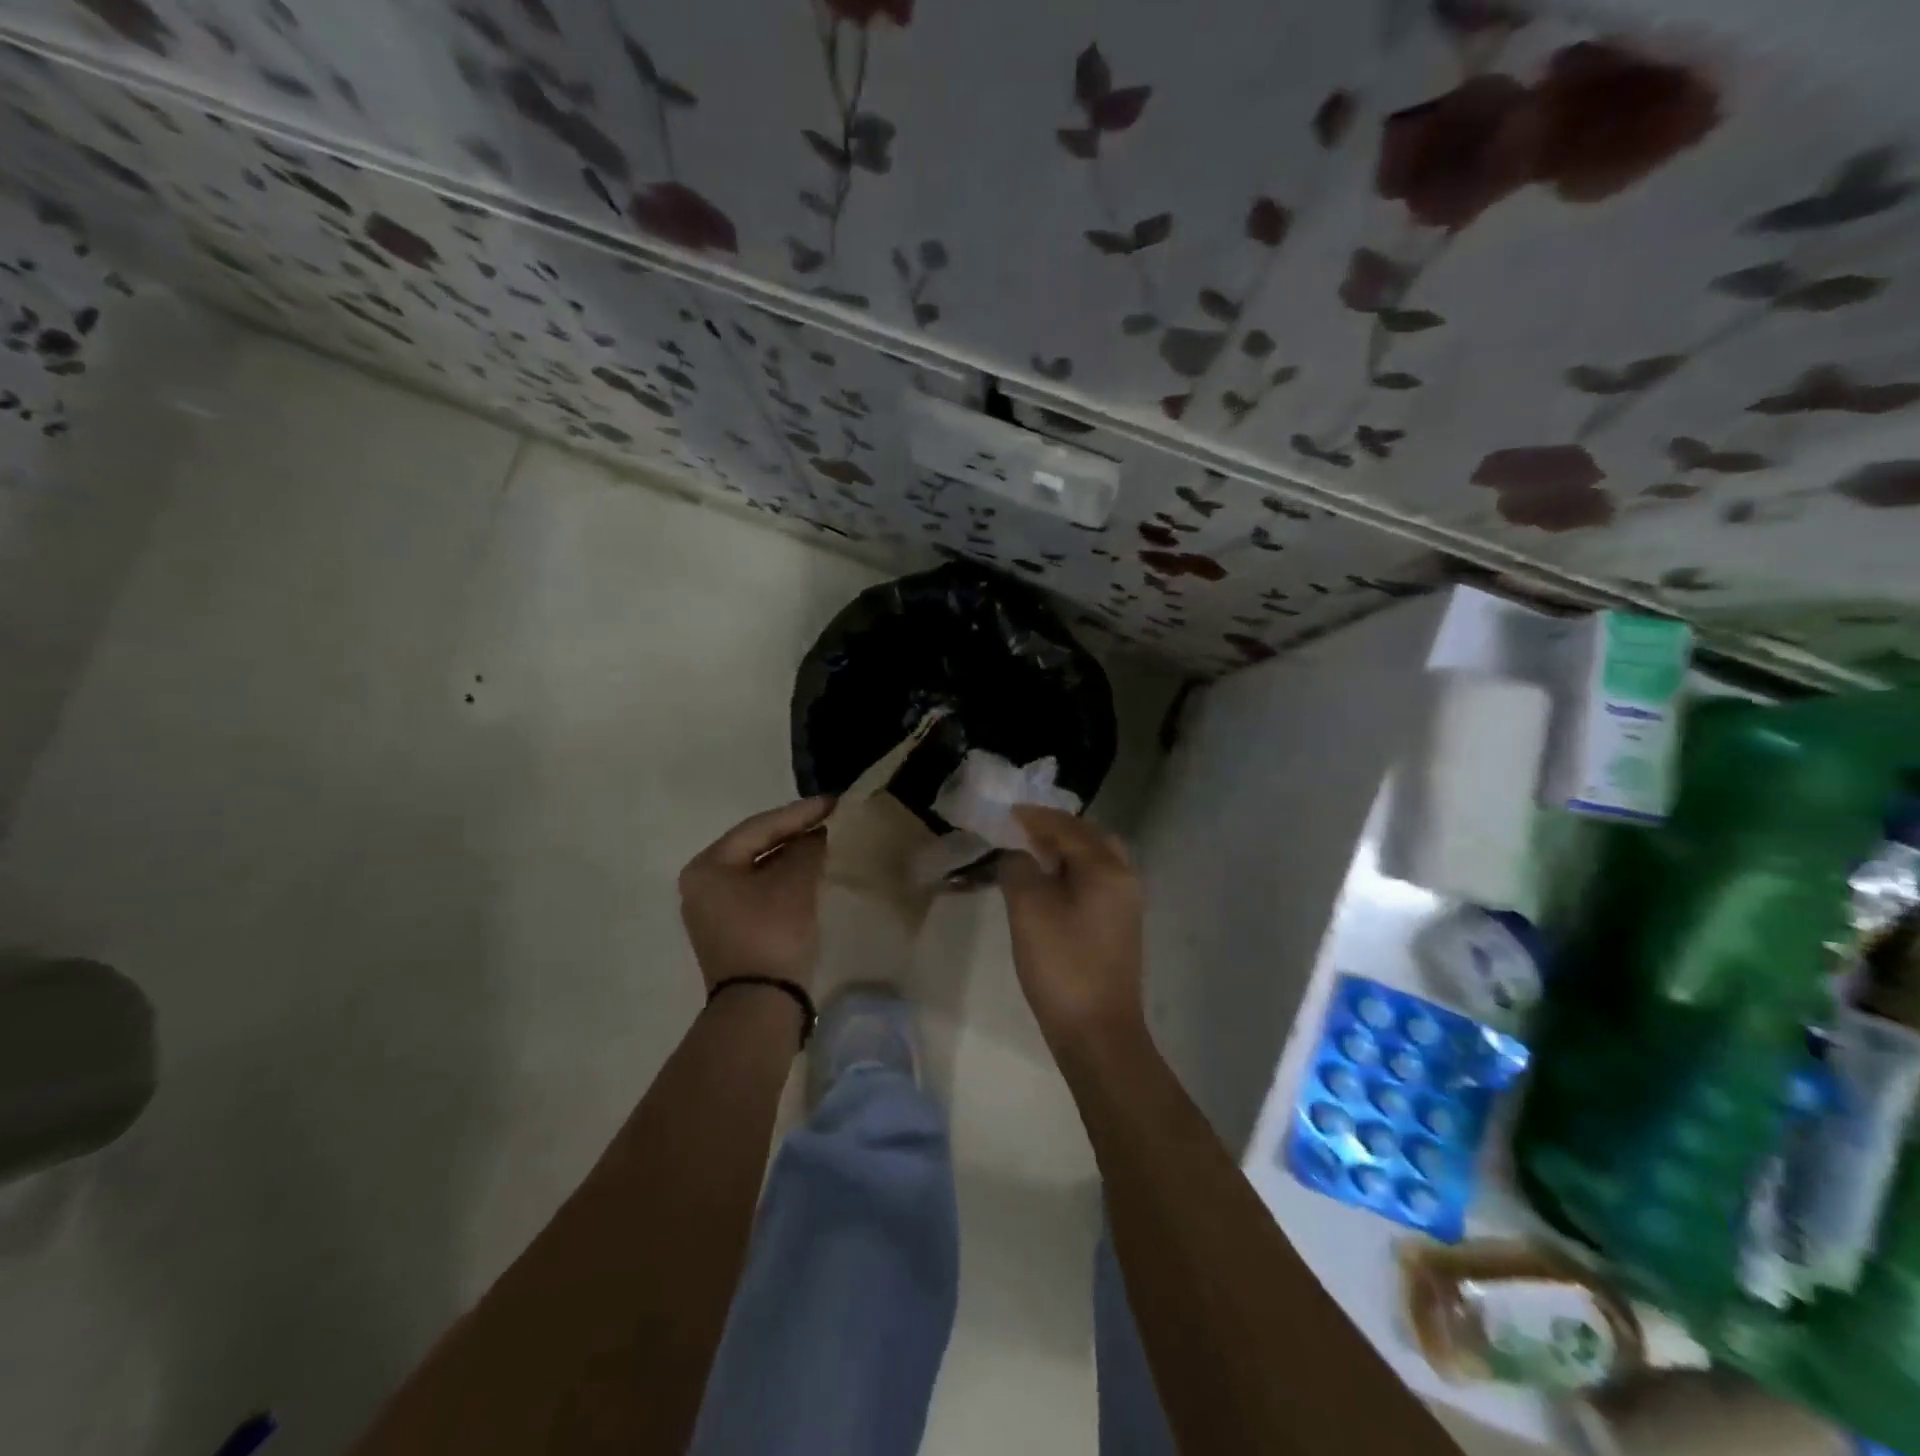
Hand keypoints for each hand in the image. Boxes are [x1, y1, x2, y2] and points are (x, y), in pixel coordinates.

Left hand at [679, 797, 832, 991]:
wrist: (760, 1006)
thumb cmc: (771, 933)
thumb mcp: (795, 883)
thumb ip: (808, 848)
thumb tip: (819, 834)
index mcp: (707, 867)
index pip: (758, 827)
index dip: (799, 813)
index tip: (834, 802)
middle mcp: (703, 885)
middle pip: (756, 847)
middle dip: (795, 833)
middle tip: (832, 819)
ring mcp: (715, 911)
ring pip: (760, 870)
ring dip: (793, 857)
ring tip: (827, 842)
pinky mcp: (732, 931)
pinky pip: (762, 892)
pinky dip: (787, 880)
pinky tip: (813, 872)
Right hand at [999, 807, 1146, 1049]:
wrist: (1098, 1033)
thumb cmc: (1062, 966)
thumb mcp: (1029, 910)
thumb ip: (1018, 869)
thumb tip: (1017, 854)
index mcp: (1106, 868)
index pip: (1067, 827)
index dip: (1035, 817)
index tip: (1006, 811)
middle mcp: (1124, 878)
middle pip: (1090, 838)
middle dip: (1056, 829)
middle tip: (1022, 831)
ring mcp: (1126, 904)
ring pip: (1095, 861)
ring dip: (1065, 851)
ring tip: (1031, 856)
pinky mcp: (1119, 927)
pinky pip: (1096, 882)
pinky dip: (1072, 873)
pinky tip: (1048, 887)